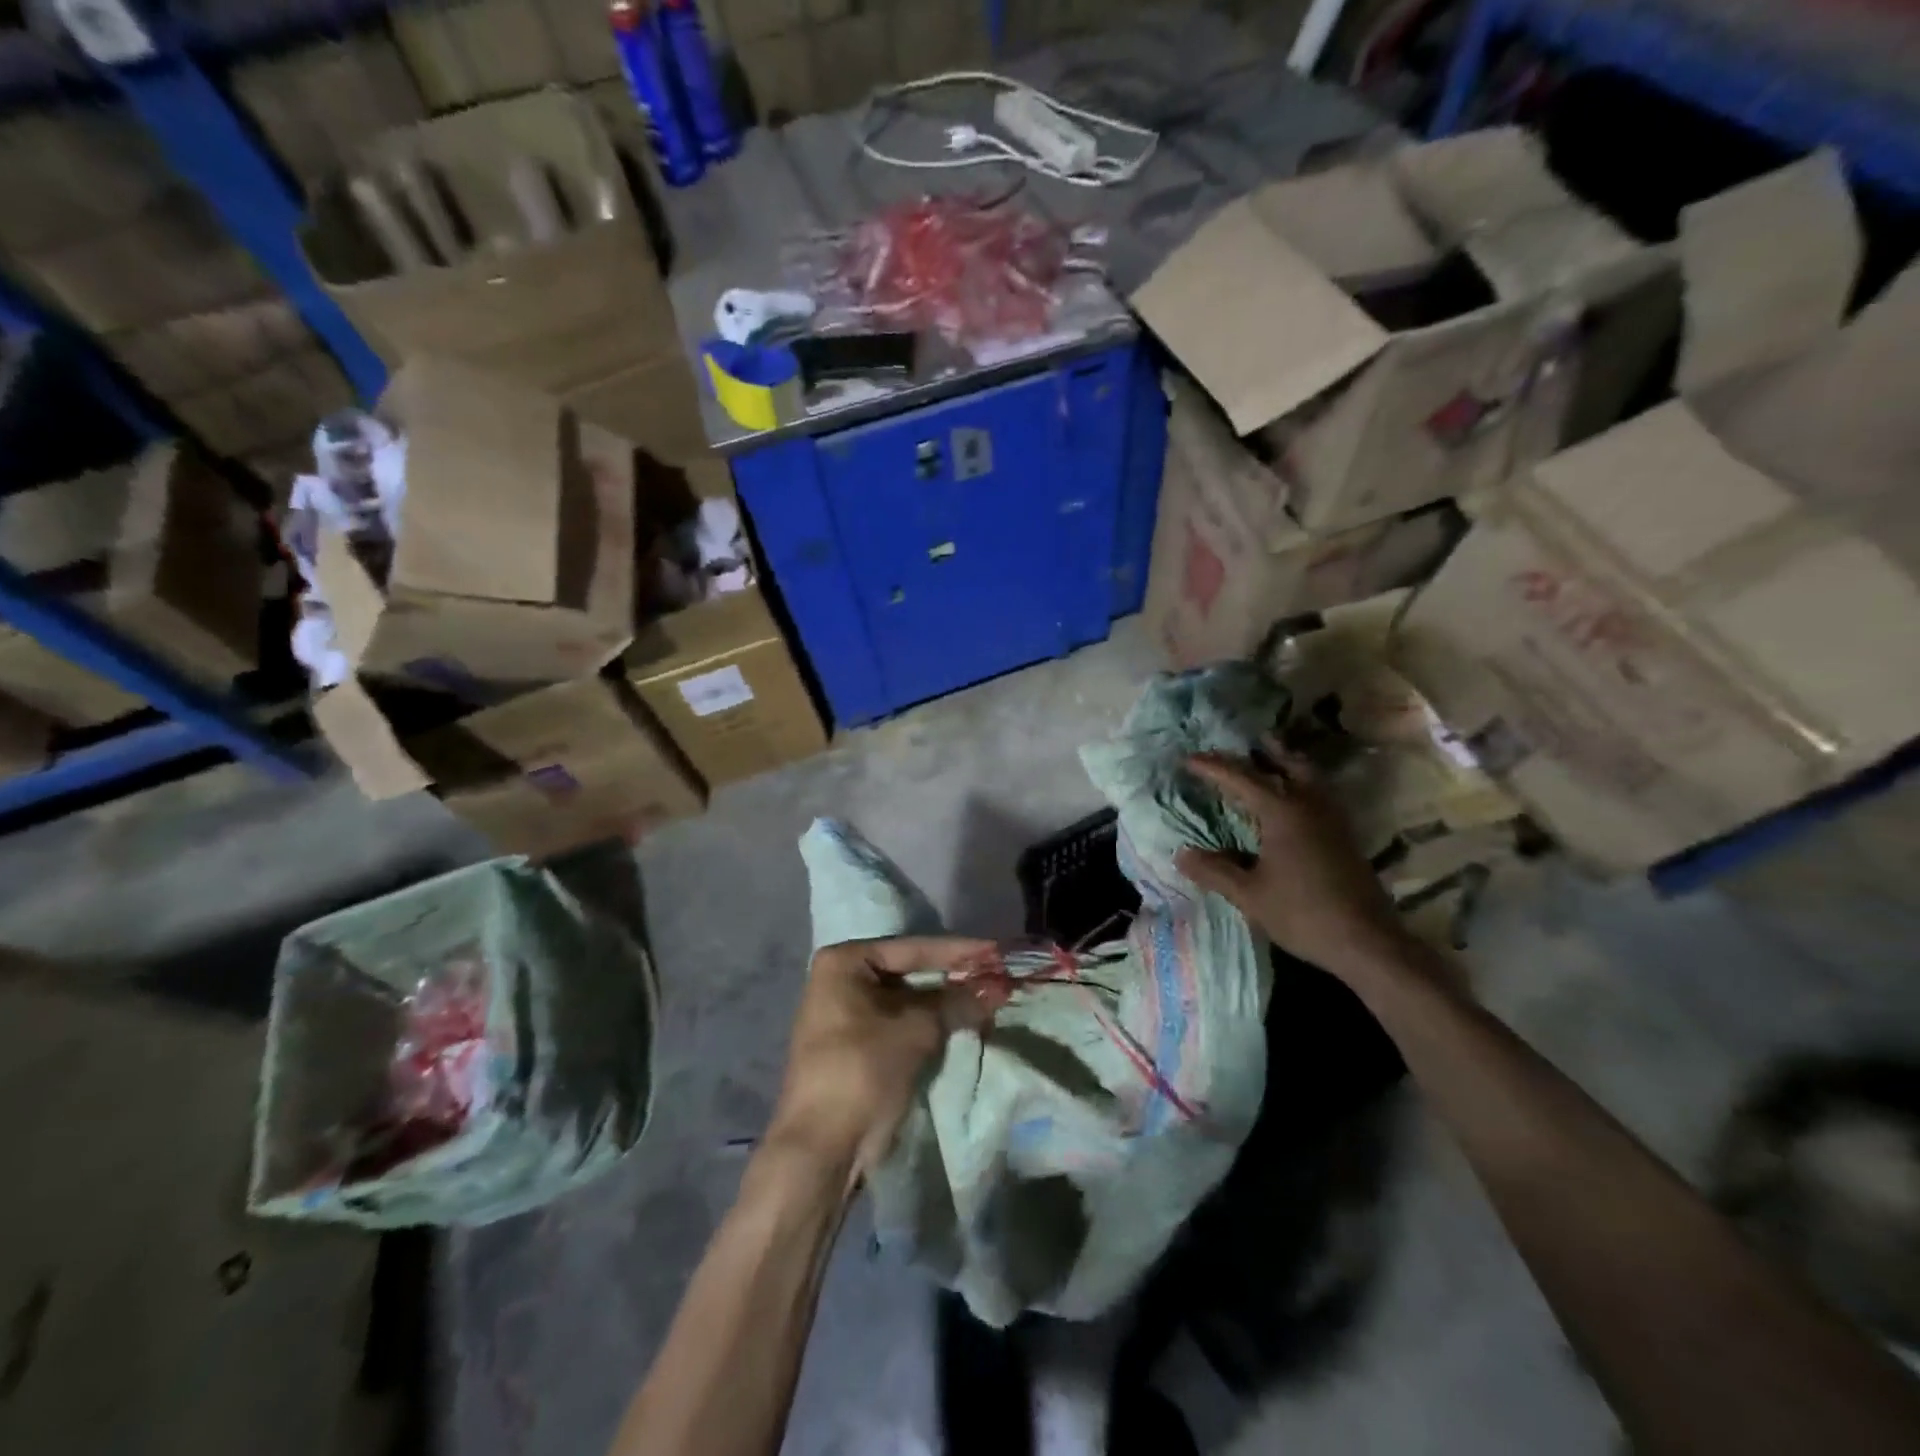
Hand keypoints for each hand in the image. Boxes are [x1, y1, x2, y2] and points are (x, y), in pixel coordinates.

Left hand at [769, 936, 996, 1176]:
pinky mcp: (854, 1047)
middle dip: (954, 979)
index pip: (913, 949)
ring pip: (907, 1001)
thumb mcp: (916, 1030)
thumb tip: (996, 987)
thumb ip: (957, 1002)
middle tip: (996, 977)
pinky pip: (899, 1025)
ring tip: (988, 1000)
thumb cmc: (863, 1070)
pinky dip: (929, 1025)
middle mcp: (840, 980)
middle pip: (909, 973)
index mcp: (844, 962)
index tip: (997, 951)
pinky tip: (962, 1024)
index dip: (959, 951)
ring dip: (945, 1004)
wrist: (821, 1148)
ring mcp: (845, 1015)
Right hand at [1175, 747, 1407, 976]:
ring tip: (1273, 760)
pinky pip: (1320, 795)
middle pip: (1287, 764)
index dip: (1212, 767)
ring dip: (1289, 764)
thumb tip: (1181, 855)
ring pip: (1310, 777)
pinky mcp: (1346, 836)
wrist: (1367, 942)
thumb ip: (1215, 871)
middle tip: (1244, 743)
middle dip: (1264, 751)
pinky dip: (1302, 784)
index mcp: (1282, 812)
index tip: (1188, 758)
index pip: (1241, 779)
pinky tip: (1294, 800)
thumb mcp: (1250, 895)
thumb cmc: (1302, 913)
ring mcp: (1333, 820)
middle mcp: (1309, 806)